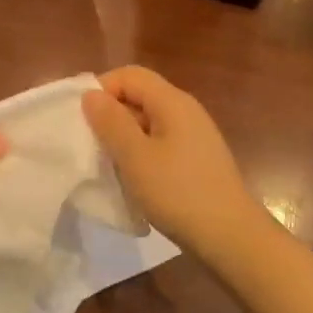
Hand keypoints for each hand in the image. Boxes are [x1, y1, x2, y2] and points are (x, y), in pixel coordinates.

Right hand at [83, 66, 273, 258]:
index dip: (101, 89)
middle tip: (90, 146)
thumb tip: (91, 94)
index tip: (82, 120)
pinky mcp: (196, 159)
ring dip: (124, 138)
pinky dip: (141, 154)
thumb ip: (111, 122)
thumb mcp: (135, 157)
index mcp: (172, 101)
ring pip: (148, 123)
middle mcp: (186, 111)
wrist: (230, 237)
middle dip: (111, 116)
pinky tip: (134, 180)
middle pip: (140, 96)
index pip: (129, 75)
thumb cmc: (178, 192)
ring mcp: (194, 136)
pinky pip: (160, 143)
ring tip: (108, 165)